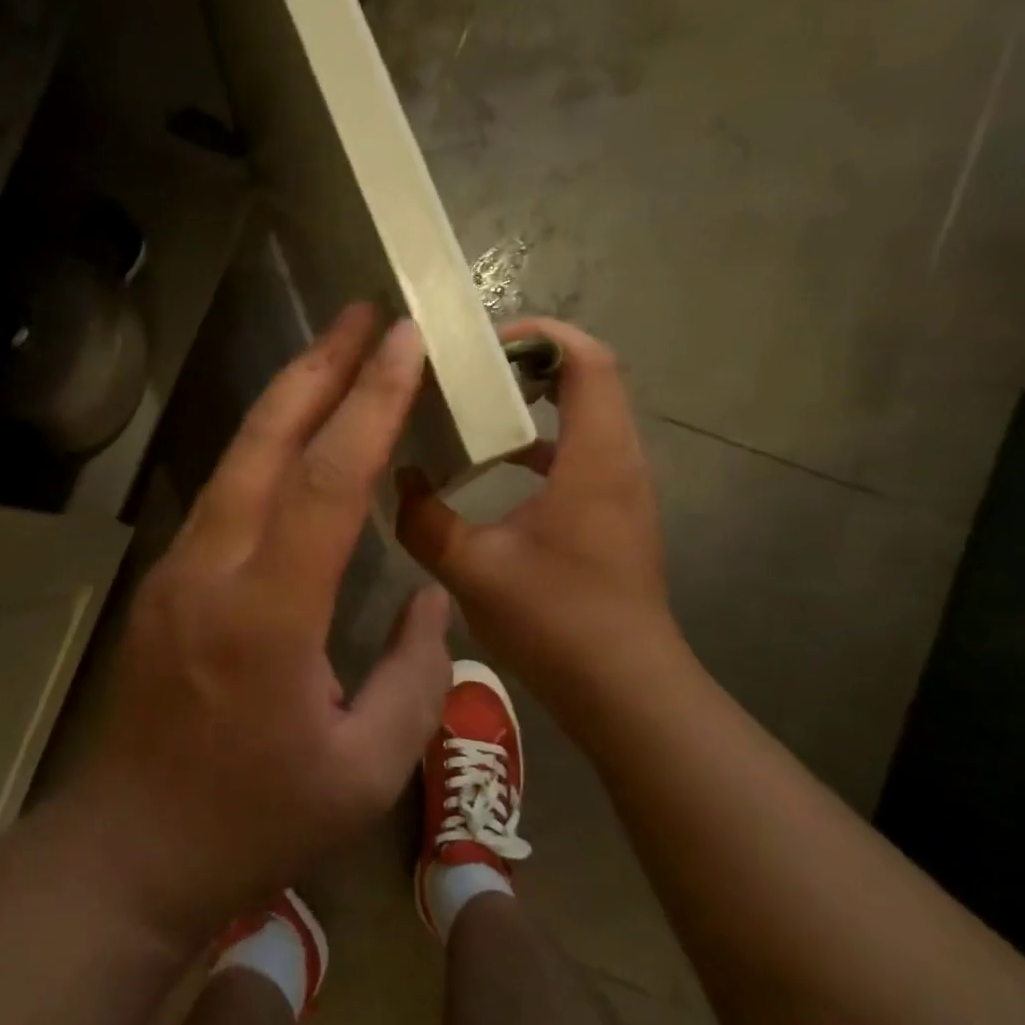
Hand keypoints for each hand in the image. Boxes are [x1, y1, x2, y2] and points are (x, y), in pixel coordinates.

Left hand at [76, 305, 451, 944]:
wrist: (130, 850)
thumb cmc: (254, 821)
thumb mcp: (364, 769)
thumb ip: (415, 675)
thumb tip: (430, 596)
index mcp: (267, 616)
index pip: (326, 483)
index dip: (369, 404)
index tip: (403, 342)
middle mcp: (212, 571)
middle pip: (265, 444)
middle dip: (317, 368)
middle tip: (363, 314)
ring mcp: (177, 572)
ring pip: (236, 461)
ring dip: (287, 402)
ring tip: (335, 356)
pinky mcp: (164, 583)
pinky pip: (223, 497)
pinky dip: (264, 452)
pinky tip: (294, 441)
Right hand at [396, 318, 688, 729]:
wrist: (624, 688)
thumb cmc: (555, 620)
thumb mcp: (471, 568)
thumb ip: (423, 519)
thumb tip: (400, 480)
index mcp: (594, 458)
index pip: (588, 360)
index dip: (540, 335)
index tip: (481, 345)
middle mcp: (619, 460)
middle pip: (589, 377)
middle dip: (528, 361)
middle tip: (466, 371)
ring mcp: (622, 487)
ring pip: (587, 414)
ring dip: (536, 399)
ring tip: (474, 405)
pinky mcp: (615, 512)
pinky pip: (582, 451)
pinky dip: (543, 440)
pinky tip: (496, 465)